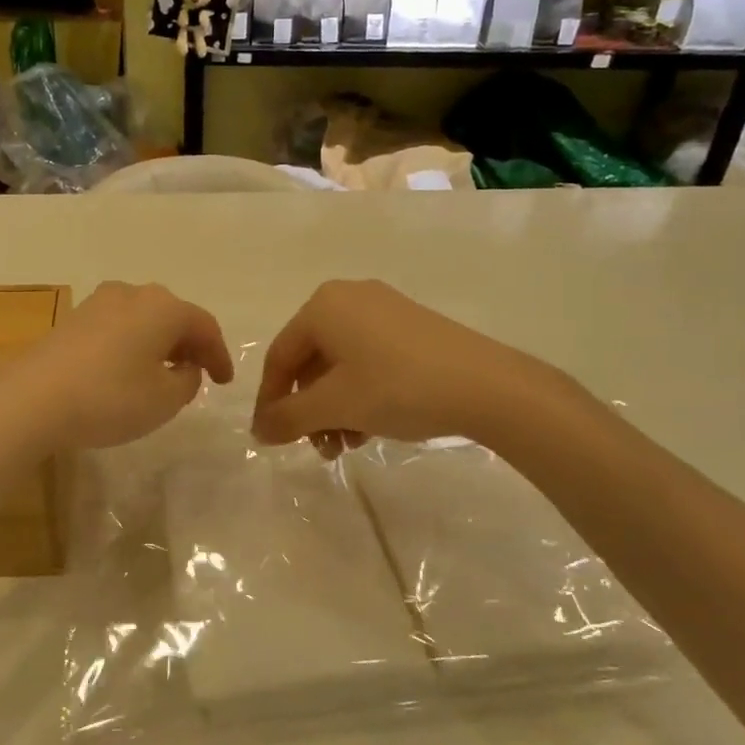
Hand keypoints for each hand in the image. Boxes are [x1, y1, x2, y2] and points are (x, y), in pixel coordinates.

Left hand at [1, 282, 233, 452]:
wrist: (31, 399)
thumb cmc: (110, 398)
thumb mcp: (165, 399)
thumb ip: (187, 381)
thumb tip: (184, 367)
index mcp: (164, 307)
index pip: (205, 326)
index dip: (219, 355)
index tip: (224, 382)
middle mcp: (133, 294)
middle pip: (173, 316)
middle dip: (189, 344)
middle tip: (197, 373)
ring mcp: (98, 303)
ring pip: (143, 319)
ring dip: (159, 343)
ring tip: (162, 373)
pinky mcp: (73, 319)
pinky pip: (117, 328)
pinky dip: (132, 345)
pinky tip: (127, 370)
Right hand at [251, 280, 577, 453]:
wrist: (487, 386)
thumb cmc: (398, 387)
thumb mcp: (335, 405)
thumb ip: (288, 417)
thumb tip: (258, 430)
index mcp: (323, 305)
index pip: (280, 357)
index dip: (270, 401)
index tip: (270, 439)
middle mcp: (349, 298)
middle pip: (311, 361)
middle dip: (309, 410)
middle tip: (318, 447)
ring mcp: (384, 310)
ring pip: (341, 365)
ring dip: (334, 409)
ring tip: (346, 445)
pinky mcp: (411, 328)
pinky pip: (368, 361)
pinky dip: (360, 395)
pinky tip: (370, 428)